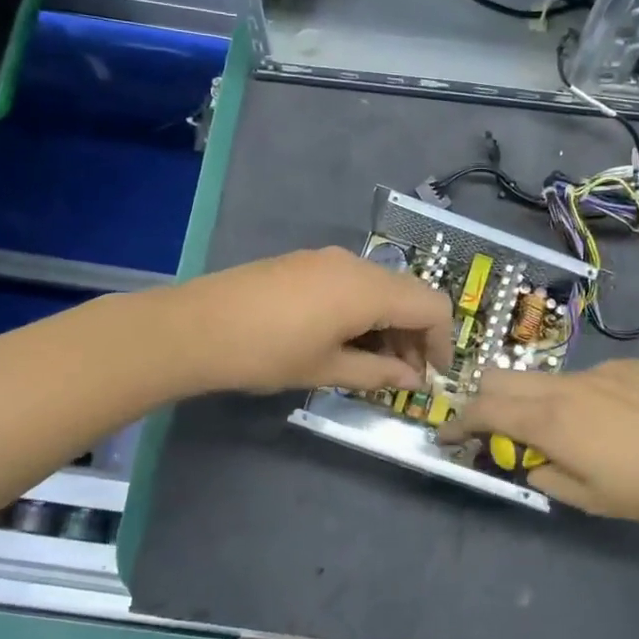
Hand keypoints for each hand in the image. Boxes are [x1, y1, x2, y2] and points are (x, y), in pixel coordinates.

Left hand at [165, 247, 455, 395]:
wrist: (196, 327)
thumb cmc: (267, 353)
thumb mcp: (327, 369)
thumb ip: (378, 372)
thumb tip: (412, 378)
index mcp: (368, 289)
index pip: (431, 306)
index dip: (442, 341)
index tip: (434, 374)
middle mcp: (356, 264)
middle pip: (409, 293)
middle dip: (416, 333)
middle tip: (404, 374)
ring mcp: (328, 259)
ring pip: (381, 287)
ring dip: (389, 322)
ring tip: (373, 362)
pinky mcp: (306, 262)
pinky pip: (353, 282)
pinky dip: (364, 309)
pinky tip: (344, 338)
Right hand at [443, 359, 638, 528]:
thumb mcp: (593, 499)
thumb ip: (548, 477)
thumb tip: (530, 462)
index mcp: (550, 419)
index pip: (483, 409)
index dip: (457, 423)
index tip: (447, 437)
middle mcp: (566, 384)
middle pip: (504, 377)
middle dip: (486, 400)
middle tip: (495, 431)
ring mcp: (599, 370)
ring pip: (545, 378)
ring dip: (534, 401)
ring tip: (563, 433)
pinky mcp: (629, 366)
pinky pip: (585, 377)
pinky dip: (575, 397)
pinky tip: (612, 422)